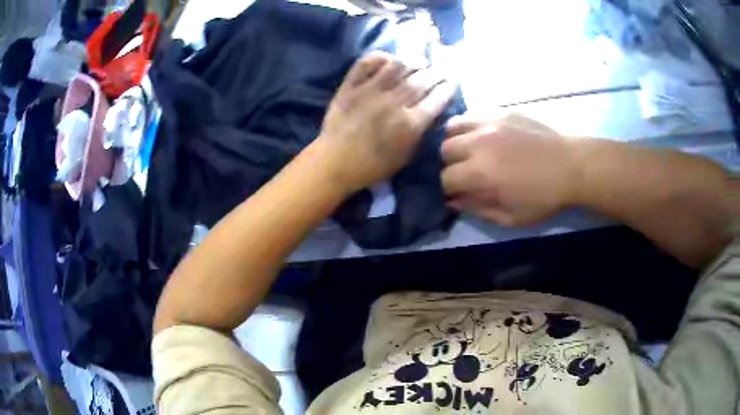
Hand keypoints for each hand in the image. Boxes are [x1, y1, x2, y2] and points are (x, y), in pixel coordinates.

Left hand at [316, 51, 454, 192]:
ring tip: (421, 62)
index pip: (436, 99)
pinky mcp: (351, 86)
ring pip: (398, 66)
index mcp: (409, 124)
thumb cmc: (373, 165)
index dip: (447, 89)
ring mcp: (370, 91)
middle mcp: (393, 103)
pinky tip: (389, 59)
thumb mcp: (405, 156)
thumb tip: (432, 111)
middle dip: (437, 73)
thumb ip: (421, 133)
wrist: (335, 162)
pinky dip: (379, 57)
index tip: (452, 84)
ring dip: (414, 61)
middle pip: (422, 80)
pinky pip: (367, 63)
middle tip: (442, 71)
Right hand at [440, 114, 582, 225]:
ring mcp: (489, 123)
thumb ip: (478, 209)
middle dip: (450, 165)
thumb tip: (455, 201)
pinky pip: (472, 113)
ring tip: (468, 150)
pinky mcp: (501, 112)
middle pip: (445, 150)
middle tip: (465, 172)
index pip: (446, 178)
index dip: (448, 189)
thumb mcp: (512, 217)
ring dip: (455, 141)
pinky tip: (480, 134)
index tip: (458, 194)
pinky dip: (469, 125)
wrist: (572, 166)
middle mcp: (478, 144)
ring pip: (452, 127)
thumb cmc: (545, 197)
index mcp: (480, 173)